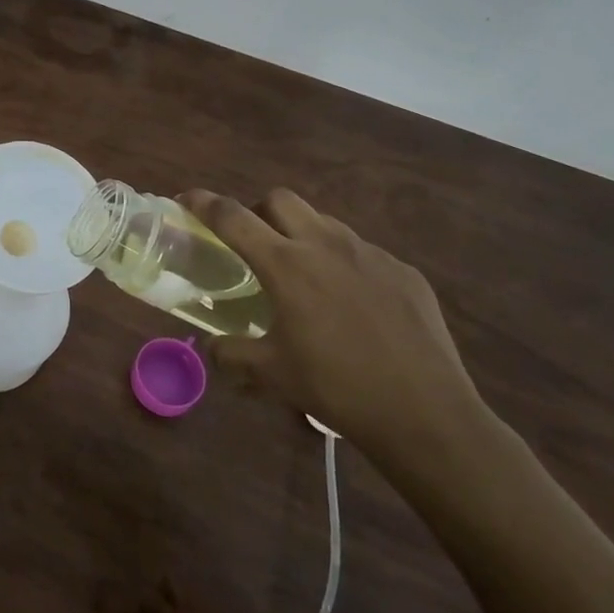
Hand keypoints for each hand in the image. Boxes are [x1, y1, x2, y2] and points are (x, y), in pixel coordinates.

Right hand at [183, 188, 483, 463]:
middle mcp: (326, 245)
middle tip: (254, 243)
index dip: (204, 203)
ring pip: (323, 221)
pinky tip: (352, 304)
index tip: (188, 199)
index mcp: (286, 265)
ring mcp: (370, 254)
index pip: (233, 217)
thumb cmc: (337, 388)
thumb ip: (232, 354)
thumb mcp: (272, 374)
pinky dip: (343, 263)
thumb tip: (212, 347)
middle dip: (257, 210)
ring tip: (304, 275)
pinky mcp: (404, 271)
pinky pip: (362, 252)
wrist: (425, 413)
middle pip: (280, 199)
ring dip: (301, 234)